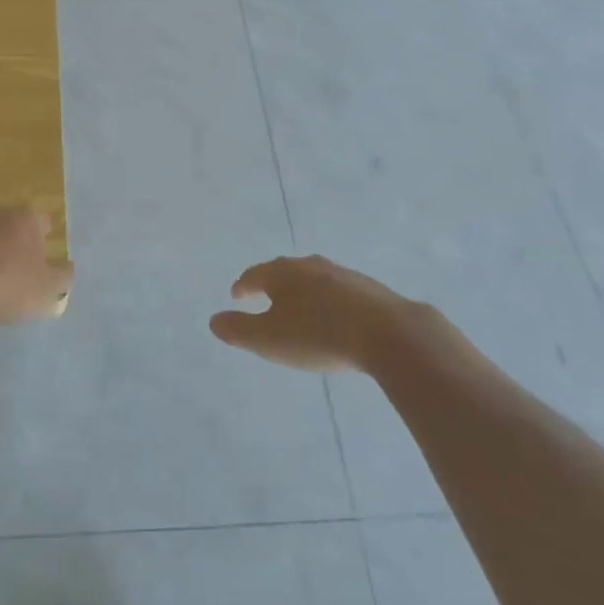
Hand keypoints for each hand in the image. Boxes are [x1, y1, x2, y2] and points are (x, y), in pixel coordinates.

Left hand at [0, 207, 72, 326]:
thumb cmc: (4, 286)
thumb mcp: (45, 291)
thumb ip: (62, 278)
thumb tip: (67, 268)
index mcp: (26, 221)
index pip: (43, 222)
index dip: (44, 240)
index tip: (41, 259)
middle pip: (10, 224)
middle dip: (13, 241)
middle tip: (12, 269)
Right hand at [209, 255, 412, 372]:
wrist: (389, 333)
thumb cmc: (319, 335)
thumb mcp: (269, 339)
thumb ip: (238, 330)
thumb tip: (214, 320)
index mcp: (283, 273)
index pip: (255, 274)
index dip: (243, 286)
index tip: (236, 295)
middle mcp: (311, 265)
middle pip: (284, 272)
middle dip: (272, 284)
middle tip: (264, 298)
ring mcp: (343, 274)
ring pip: (313, 280)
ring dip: (302, 292)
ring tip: (298, 309)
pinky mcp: (369, 289)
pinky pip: (338, 292)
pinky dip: (327, 301)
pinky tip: (333, 318)